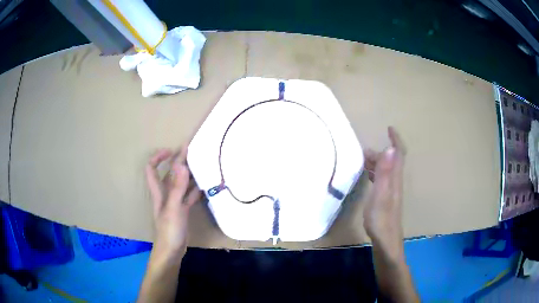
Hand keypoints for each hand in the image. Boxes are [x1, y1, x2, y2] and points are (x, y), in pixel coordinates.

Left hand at [146, 147, 200, 261]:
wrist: (171, 252)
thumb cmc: (169, 231)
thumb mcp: (173, 209)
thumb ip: (177, 188)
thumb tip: (181, 164)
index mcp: (159, 192)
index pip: (151, 168)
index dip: (158, 157)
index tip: (172, 150)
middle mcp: (165, 194)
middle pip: (169, 174)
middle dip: (178, 161)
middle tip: (193, 151)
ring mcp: (174, 203)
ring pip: (180, 184)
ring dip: (188, 174)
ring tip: (201, 164)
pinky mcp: (182, 211)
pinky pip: (188, 196)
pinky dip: (195, 190)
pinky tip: (205, 185)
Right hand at [363, 127, 405, 259]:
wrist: (386, 242)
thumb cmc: (381, 220)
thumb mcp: (381, 195)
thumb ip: (385, 173)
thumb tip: (389, 148)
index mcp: (394, 179)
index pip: (398, 154)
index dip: (395, 140)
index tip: (389, 128)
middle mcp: (395, 182)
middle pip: (391, 161)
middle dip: (380, 152)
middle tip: (363, 151)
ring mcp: (391, 192)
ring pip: (386, 171)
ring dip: (376, 162)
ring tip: (362, 161)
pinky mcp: (386, 199)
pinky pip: (382, 180)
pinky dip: (375, 173)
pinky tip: (367, 178)